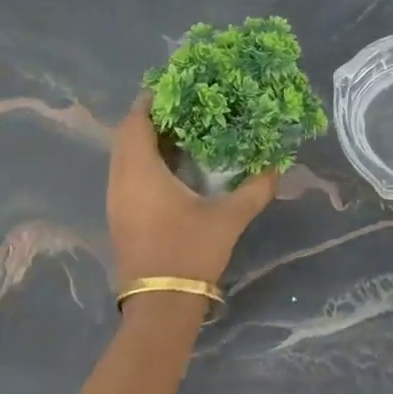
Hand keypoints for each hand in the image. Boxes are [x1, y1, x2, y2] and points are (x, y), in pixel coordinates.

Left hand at [108, 93, 276, 288]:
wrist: (161, 305)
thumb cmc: (190, 251)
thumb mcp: (229, 218)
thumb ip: (255, 189)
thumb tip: (276, 166)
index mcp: (141, 171)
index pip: (136, 121)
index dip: (152, 101)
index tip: (176, 89)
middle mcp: (120, 180)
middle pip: (126, 136)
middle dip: (150, 119)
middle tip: (183, 110)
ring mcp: (116, 201)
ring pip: (123, 158)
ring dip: (145, 142)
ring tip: (180, 136)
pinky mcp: (119, 217)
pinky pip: (126, 176)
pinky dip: (143, 163)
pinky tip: (172, 171)